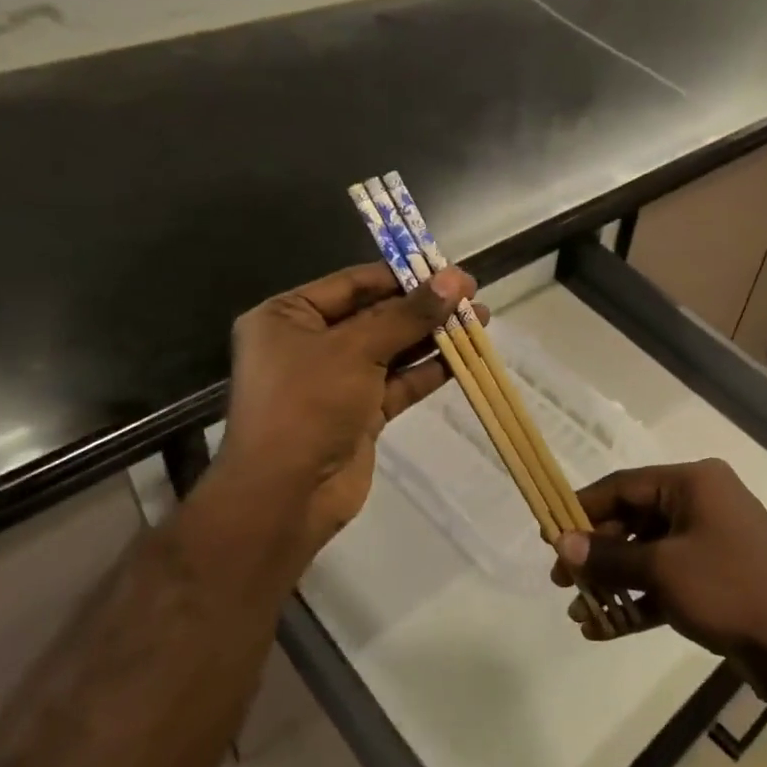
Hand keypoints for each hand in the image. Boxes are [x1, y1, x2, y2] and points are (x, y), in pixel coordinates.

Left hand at [211, 261, 477, 570]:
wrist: (286, 496)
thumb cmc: (308, 404)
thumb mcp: (357, 349)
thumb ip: (408, 314)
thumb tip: (455, 279)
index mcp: (289, 316)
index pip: (354, 283)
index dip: (403, 275)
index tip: (449, 270)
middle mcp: (310, 343)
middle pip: (376, 314)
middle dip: (424, 306)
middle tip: (472, 294)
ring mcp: (336, 380)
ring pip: (392, 349)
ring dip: (433, 335)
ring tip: (480, 319)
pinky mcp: (359, 412)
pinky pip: (398, 382)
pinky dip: (428, 370)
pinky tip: (464, 357)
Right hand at [553, 459, 766, 698]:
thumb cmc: (730, 589)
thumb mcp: (664, 570)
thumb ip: (609, 557)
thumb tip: (560, 544)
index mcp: (693, 484)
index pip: (625, 485)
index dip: (584, 508)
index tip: (549, 533)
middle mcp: (701, 504)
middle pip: (634, 520)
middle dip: (596, 554)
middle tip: (560, 581)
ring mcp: (710, 543)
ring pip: (648, 555)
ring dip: (614, 583)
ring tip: (578, 612)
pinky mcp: (715, 580)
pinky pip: (666, 581)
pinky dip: (638, 601)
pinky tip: (604, 629)